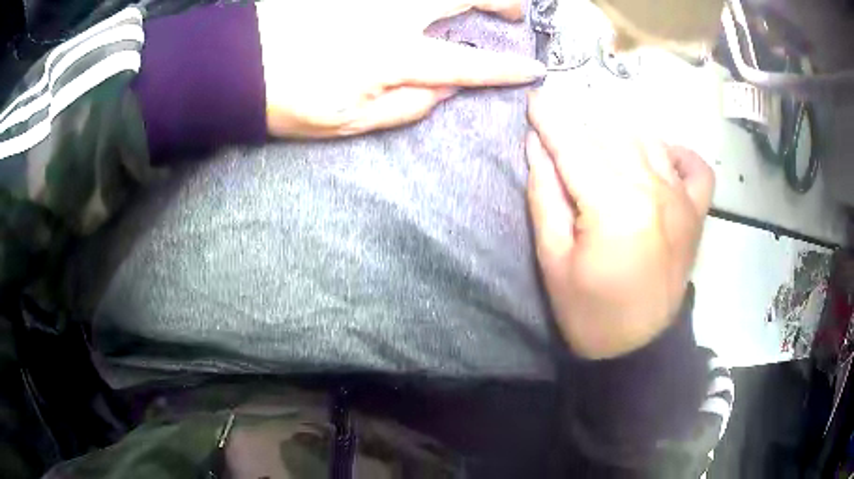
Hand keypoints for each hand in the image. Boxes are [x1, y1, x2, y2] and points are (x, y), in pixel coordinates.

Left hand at [256, 0, 545, 137]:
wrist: (234, 65)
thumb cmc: (286, 100)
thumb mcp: (346, 122)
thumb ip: (405, 106)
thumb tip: (445, 89)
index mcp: (392, 56)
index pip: (466, 64)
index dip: (504, 69)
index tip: (532, 71)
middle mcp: (389, 14)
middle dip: (498, 3)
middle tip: (513, 12)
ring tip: (481, 2)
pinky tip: (424, 5)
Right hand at [526, 91, 714, 358]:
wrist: (638, 347)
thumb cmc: (588, 311)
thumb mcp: (552, 259)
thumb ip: (545, 195)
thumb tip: (537, 145)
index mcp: (614, 207)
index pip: (575, 146)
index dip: (551, 120)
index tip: (535, 99)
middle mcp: (653, 190)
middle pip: (610, 135)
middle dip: (578, 123)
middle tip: (558, 126)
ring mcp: (681, 198)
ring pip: (647, 139)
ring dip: (617, 131)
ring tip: (596, 139)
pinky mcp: (696, 211)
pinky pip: (695, 166)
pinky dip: (677, 152)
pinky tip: (658, 156)